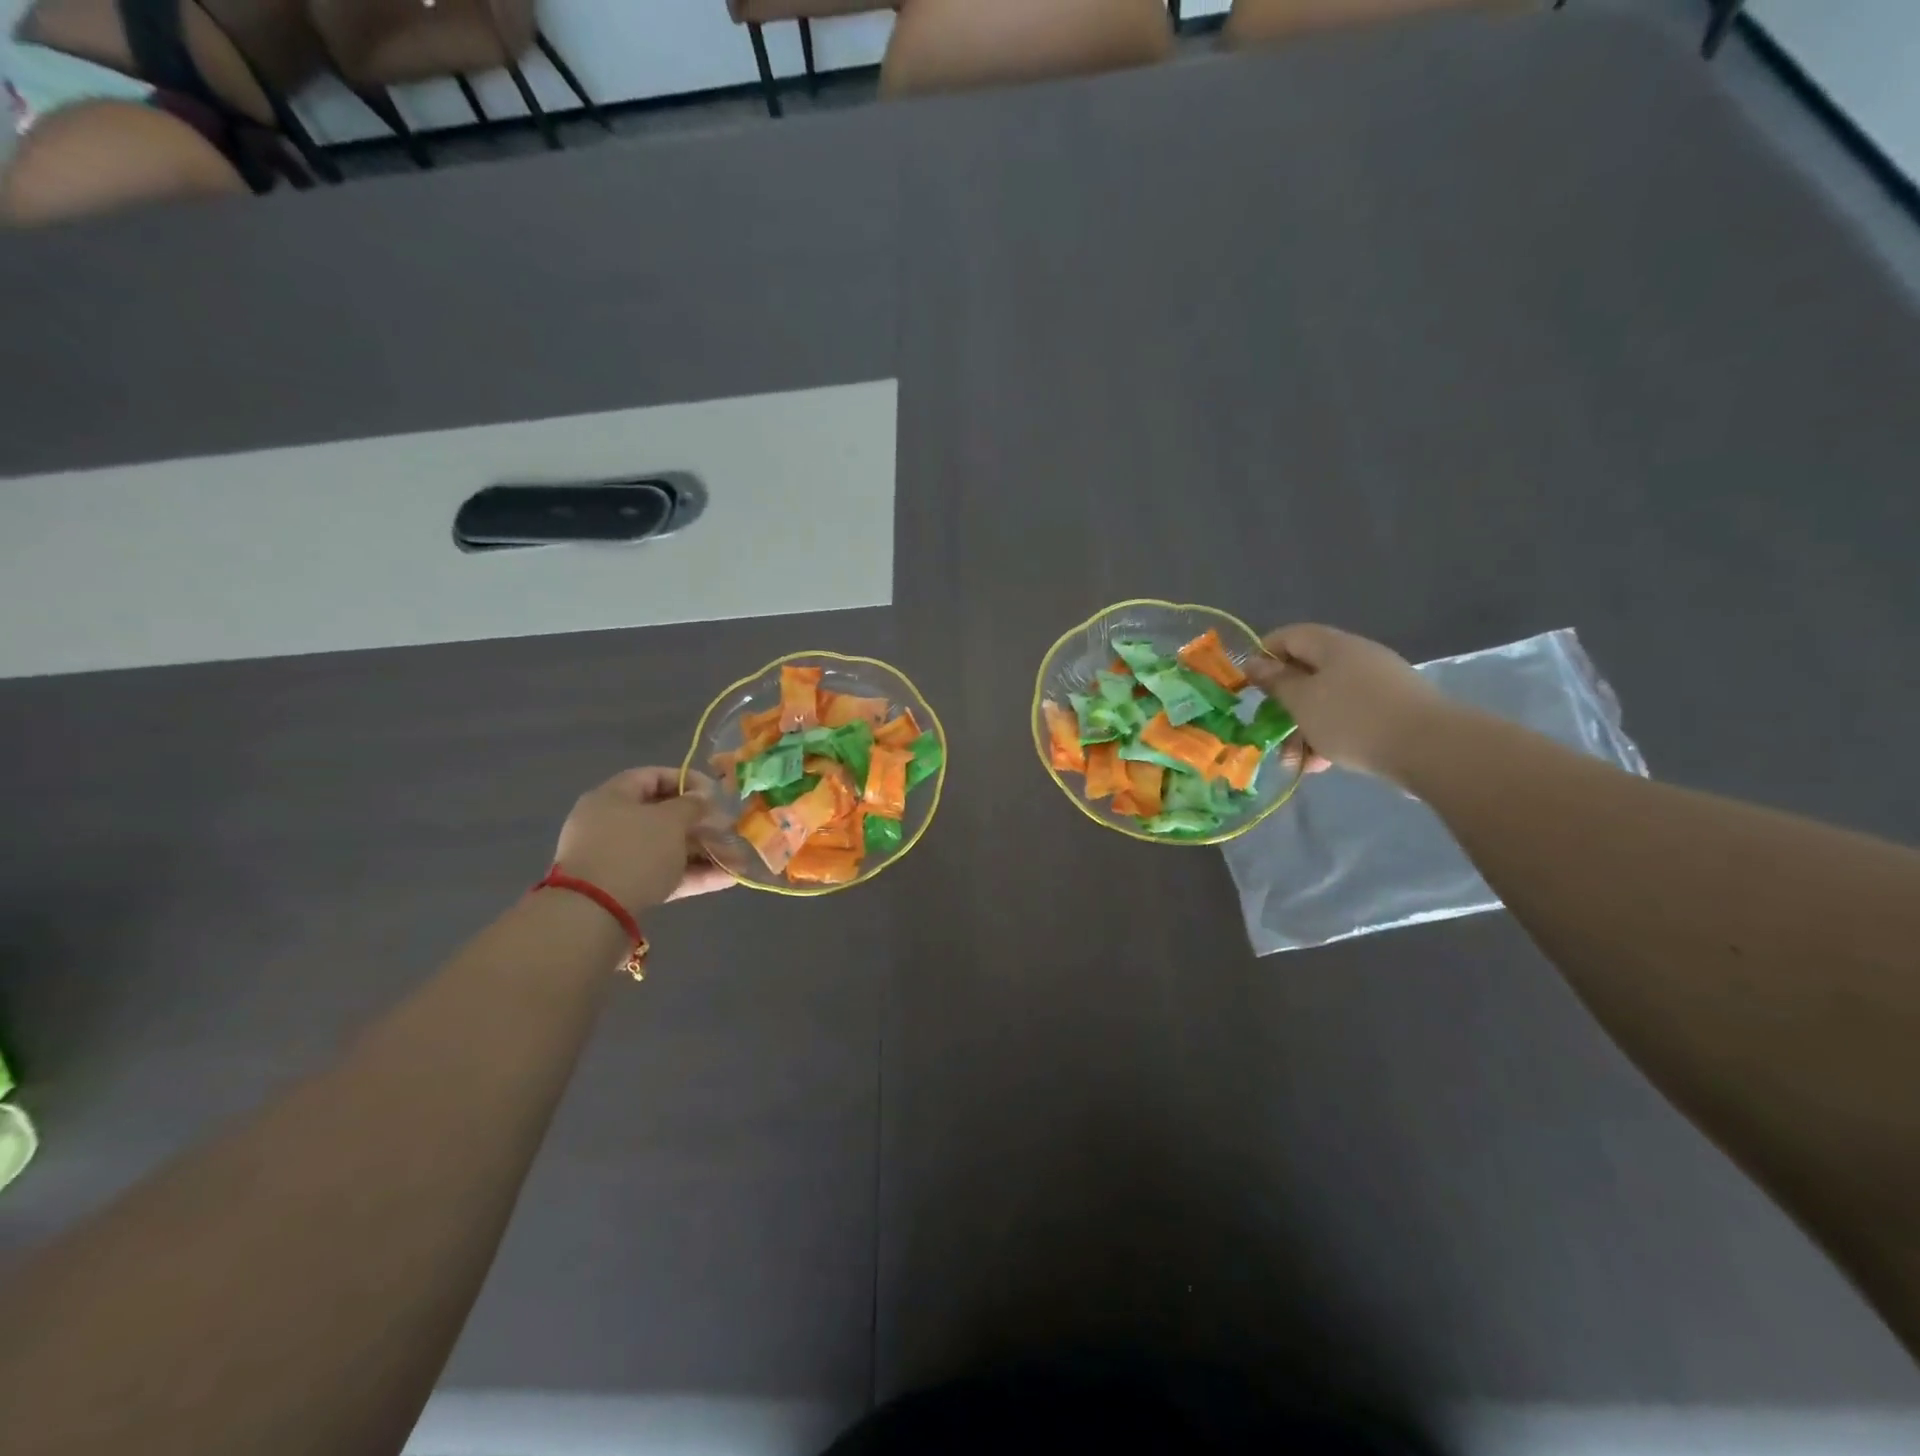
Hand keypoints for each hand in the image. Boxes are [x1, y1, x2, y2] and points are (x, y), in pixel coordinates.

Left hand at [554, 767, 732, 913]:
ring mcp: (618, 859)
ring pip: (668, 848)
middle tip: (732, 831)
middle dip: (703, 825)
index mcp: (613, 797)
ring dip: (705, 853)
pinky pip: (664, 874)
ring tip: (738, 861)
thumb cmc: (634, 851)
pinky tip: (727, 879)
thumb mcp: (670, 820)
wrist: (594, 914)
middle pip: (664, 817)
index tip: (716, 794)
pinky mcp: (626, 888)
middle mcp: (612, 824)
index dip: (688, 781)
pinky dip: (693, 874)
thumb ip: (692, 805)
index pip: (653, 777)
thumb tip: (702, 797)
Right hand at [1244, 624, 1449, 780]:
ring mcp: (1377, 684)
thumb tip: (1254, 662)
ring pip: (1326, 701)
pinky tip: (1322, 765)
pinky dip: (1330, 737)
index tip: (1247, 686)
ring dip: (1304, 729)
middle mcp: (1356, 657)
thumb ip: (1276, 681)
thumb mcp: (1302, 701)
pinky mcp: (1392, 711)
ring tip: (1296, 763)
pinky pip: (1349, 717)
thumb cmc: (1352, 718)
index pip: (1288, 636)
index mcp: (1332, 646)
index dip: (1263, 656)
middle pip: (1307, 673)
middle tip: (1269, 733)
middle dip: (1283, 706)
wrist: (1431, 748)